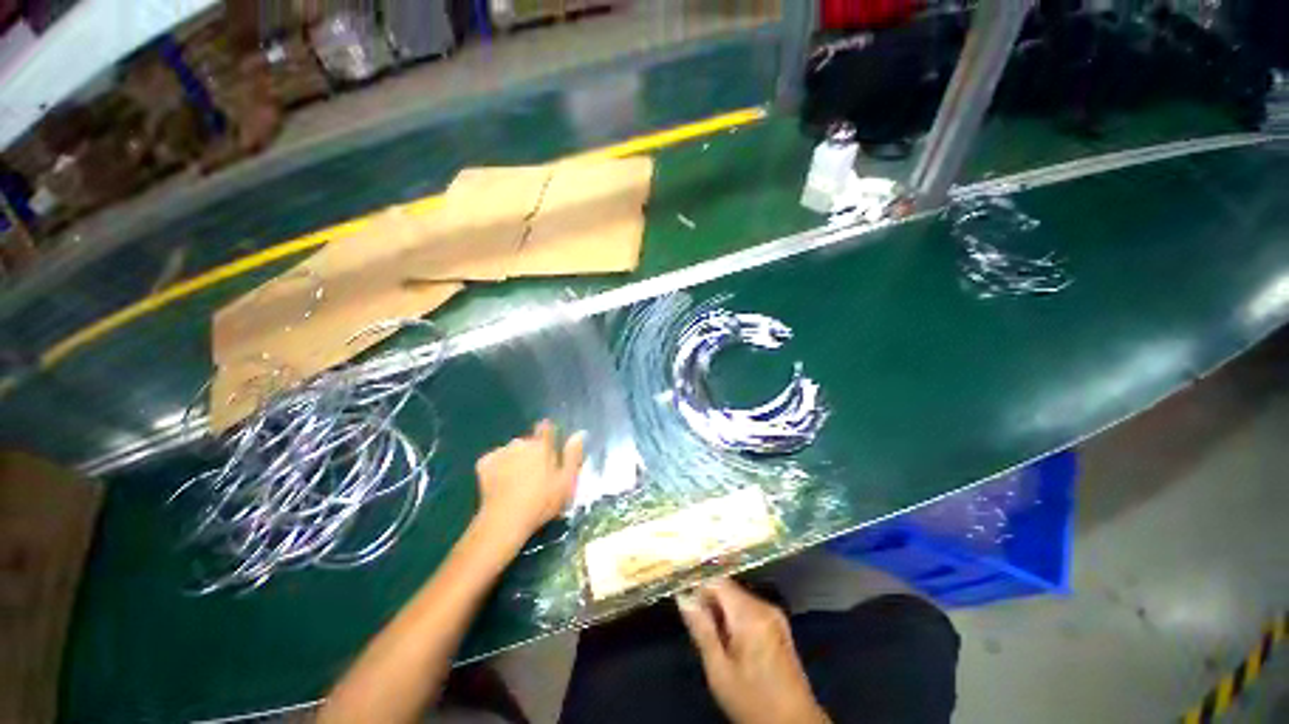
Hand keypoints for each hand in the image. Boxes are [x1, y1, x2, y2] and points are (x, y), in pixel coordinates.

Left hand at [475, 420, 584, 538]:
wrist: (505, 520)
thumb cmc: (542, 502)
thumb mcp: (566, 481)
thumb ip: (573, 455)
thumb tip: (579, 433)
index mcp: (542, 445)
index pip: (546, 427)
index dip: (548, 433)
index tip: (550, 446)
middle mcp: (521, 443)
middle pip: (528, 442)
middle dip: (532, 452)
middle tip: (536, 474)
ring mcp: (501, 452)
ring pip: (511, 450)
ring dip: (515, 459)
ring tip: (517, 481)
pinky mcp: (484, 463)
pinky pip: (495, 459)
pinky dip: (498, 467)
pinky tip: (501, 482)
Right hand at [677, 579, 829, 723]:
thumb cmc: (753, 702)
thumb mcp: (719, 671)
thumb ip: (701, 630)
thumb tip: (683, 597)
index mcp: (751, 615)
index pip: (718, 581)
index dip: (698, 588)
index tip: (686, 606)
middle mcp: (765, 607)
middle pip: (729, 589)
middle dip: (711, 603)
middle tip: (699, 631)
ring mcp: (775, 615)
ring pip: (738, 599)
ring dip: (722, 612)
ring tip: (715, 641)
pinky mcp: (779, 625)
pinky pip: (750, 609)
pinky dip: (736, 619)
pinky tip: (732, 644)